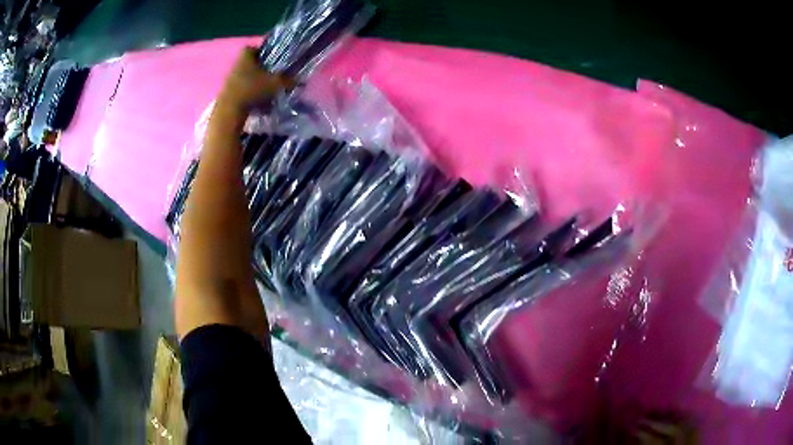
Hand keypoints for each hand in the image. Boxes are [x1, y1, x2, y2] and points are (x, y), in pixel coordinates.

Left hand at [215, 47, 293, 113]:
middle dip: (259, 69)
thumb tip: (299, 79)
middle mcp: (235, 66)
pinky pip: (240, 91)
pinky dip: (248, 95)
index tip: (269, 59)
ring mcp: (229, 80)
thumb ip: (288, 80)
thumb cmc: (252, 90)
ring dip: (254, 83)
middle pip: (248, 64)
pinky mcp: (226, 94)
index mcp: (245, 57)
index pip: (251, 48)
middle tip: (271, 76)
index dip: (260, 52)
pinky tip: (257, 104)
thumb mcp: (275, 84)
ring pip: (244, 78)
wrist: (230, 111)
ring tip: (265, 92)